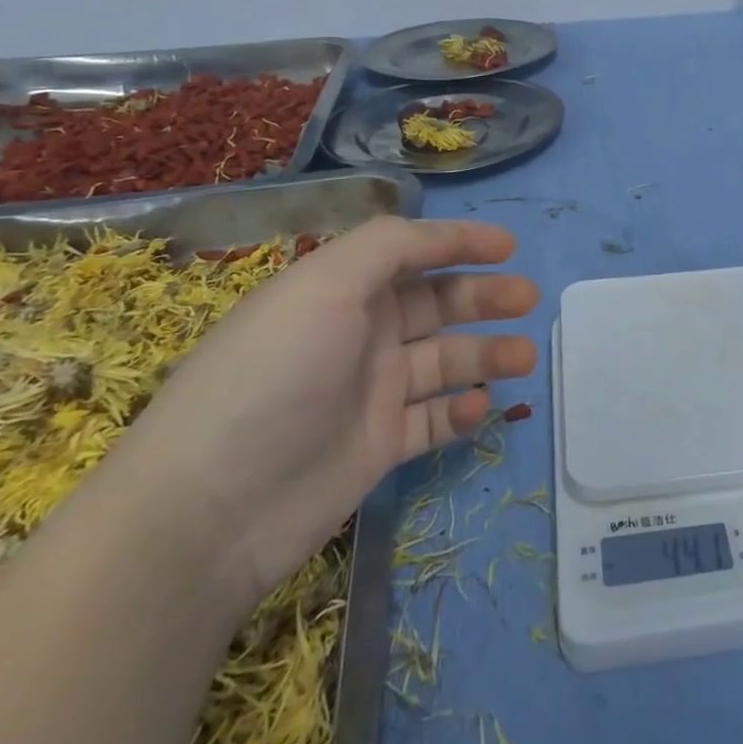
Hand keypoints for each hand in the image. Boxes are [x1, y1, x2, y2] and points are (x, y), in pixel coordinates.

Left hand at [103, 219, 537, 607]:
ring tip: (524, 357)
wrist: (214, 509)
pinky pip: (433, 420)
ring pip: (444, 362)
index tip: (509, 246)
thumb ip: (389, 246)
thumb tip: (439, 234)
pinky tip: (480, 408)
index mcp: (341, 289)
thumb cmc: (275, 374)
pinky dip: (461, 412)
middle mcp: (359, 333)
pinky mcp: (378, 446)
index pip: (411, 251)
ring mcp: (370, 392)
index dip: (459, 242)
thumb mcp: (325, 285)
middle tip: (528, 300)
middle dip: (484, 297)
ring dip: (486, 354)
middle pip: (435, 304)